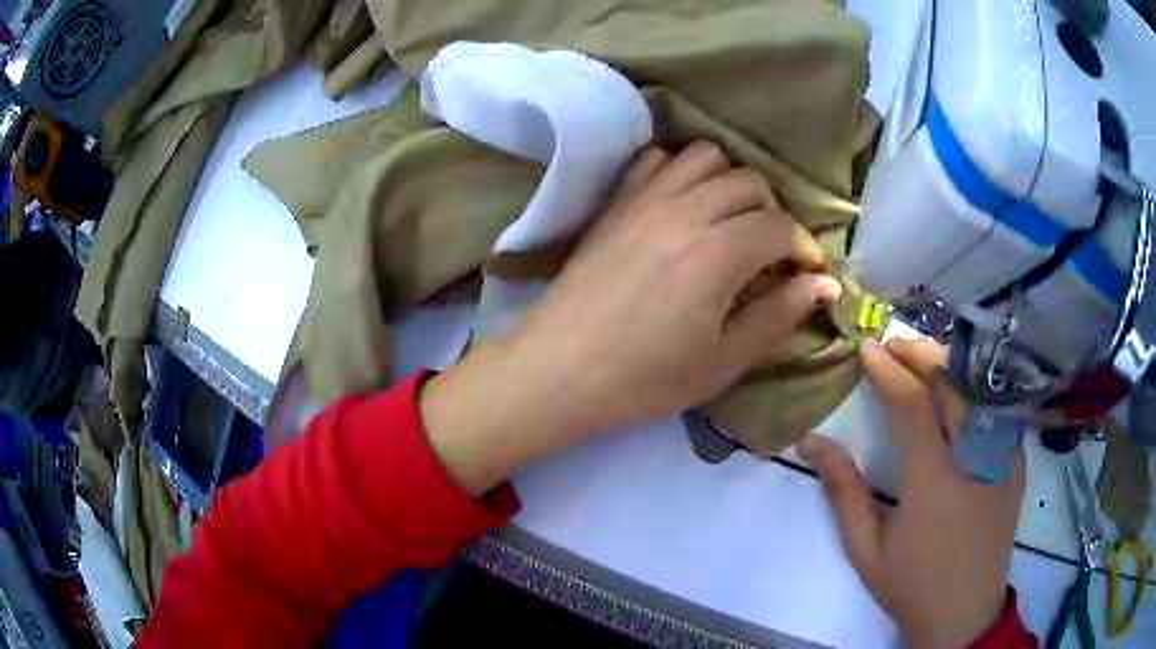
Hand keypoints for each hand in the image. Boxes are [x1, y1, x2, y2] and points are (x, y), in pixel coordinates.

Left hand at [423, 141, 841, 494]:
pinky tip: (683, 205)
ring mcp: (644, 199)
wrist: (559, 372)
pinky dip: (681, 171)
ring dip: (731, 182)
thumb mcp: (723, 361)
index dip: (804, 248)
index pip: (780, 227)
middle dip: (774, 214)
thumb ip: (779, 315)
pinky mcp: (615, 203)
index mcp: (717, 253)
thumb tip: (824, 284)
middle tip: (770, 254)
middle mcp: (684, 210)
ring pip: (706, 157)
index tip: (808, 273)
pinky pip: (657, 160)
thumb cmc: (644, 380)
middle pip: (750, 182)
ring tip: (731, 221)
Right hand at [799, 340, 1025, 647]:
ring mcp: (1002, 458)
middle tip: (892, 347)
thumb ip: (843, 492)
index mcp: (932, 481)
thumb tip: (812, 442)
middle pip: (951, 382)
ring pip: (977, 389)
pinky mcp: (1016, 464)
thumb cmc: (911, 585)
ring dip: (948, 366)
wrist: (964, 612)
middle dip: (918, 354)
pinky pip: (998, 411)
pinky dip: (976, 390)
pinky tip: (961, 391)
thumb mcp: (866, 548)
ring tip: (921, 361)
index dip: (887, 371)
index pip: (912, 404)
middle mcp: (973, 458)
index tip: (866, 351)